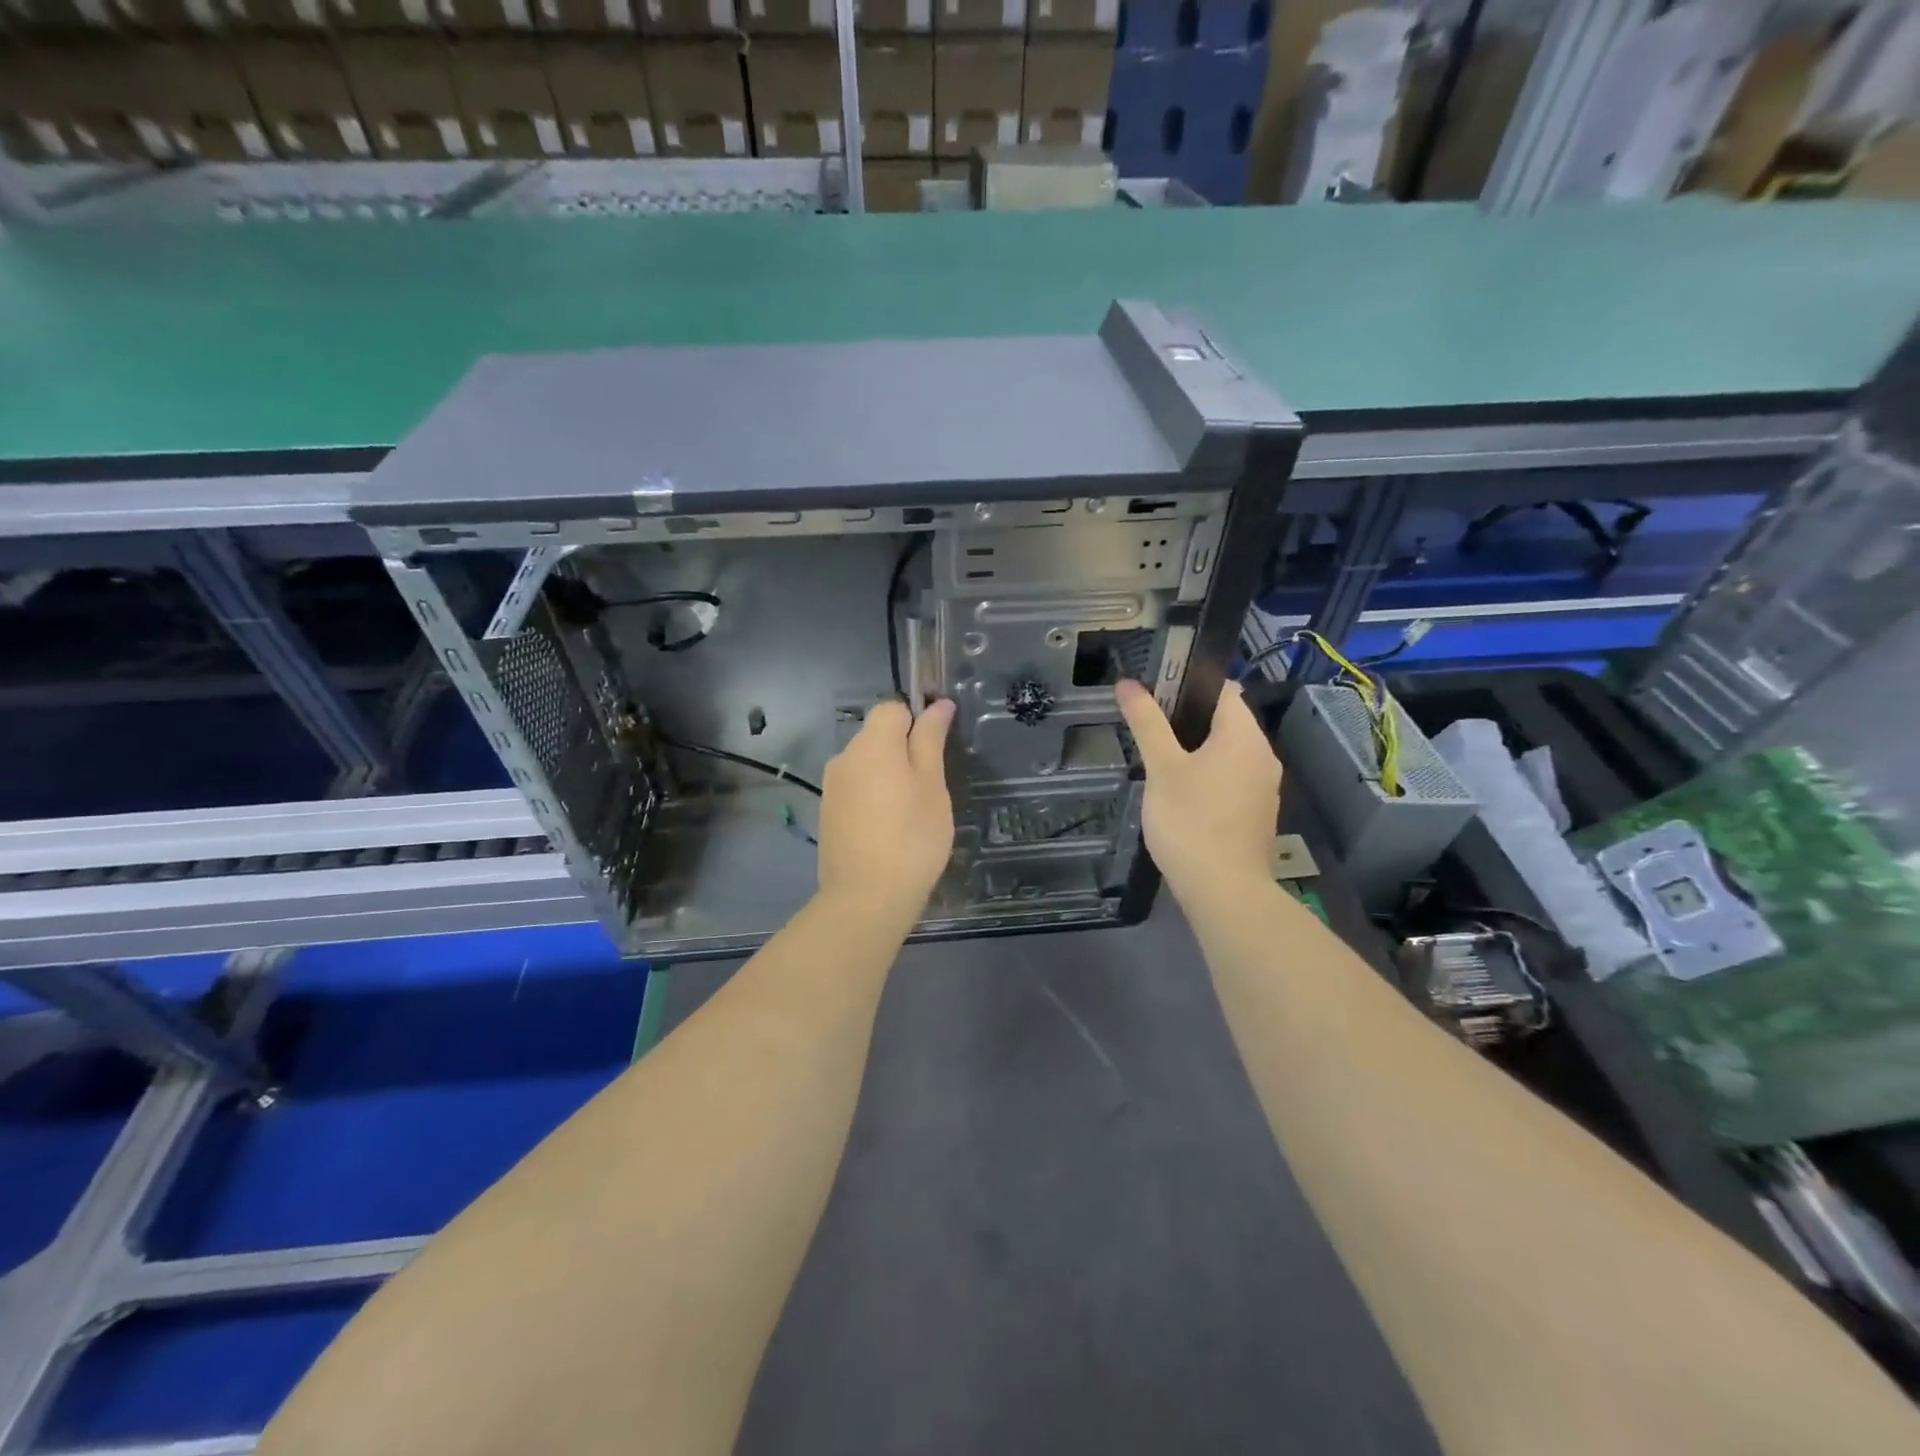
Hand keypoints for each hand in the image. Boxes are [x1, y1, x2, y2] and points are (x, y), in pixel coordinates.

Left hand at [816, 698, 955, 920]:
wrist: (866, 898)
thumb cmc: (912, 839)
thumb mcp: (933, 786)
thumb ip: (931, 740)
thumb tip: (938, 704)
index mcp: (872, 744)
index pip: (893, 709)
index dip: (917, 722)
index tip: (935, 754)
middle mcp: (844, 756)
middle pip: (878, 735)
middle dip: (903, 751)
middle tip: (928, 789)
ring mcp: (832, 786)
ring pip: (867, 763)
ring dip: (888, 776)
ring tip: (909, 814)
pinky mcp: (828, 812)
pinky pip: (855, 788)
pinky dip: (873, 797)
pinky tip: (887, 829)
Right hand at [1114, 679, 1280, 901]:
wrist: (1225, 892)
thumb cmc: (1190, 821)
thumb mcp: (1161, 768)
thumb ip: (1147, 723)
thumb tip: (1128, 683)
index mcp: (1244, 736)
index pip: (1223, 689)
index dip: (1189, 684)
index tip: (1156, 693)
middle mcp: (1263, 755)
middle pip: (1226, 721)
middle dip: (1188, 720)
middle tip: (1149, 730)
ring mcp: (1264, 788)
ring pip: (1229, 754)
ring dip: (1198, 751)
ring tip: (1160, 763)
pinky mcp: (1258, 814)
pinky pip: (1232, 780)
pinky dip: (1209, 778)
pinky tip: (1181, 797)